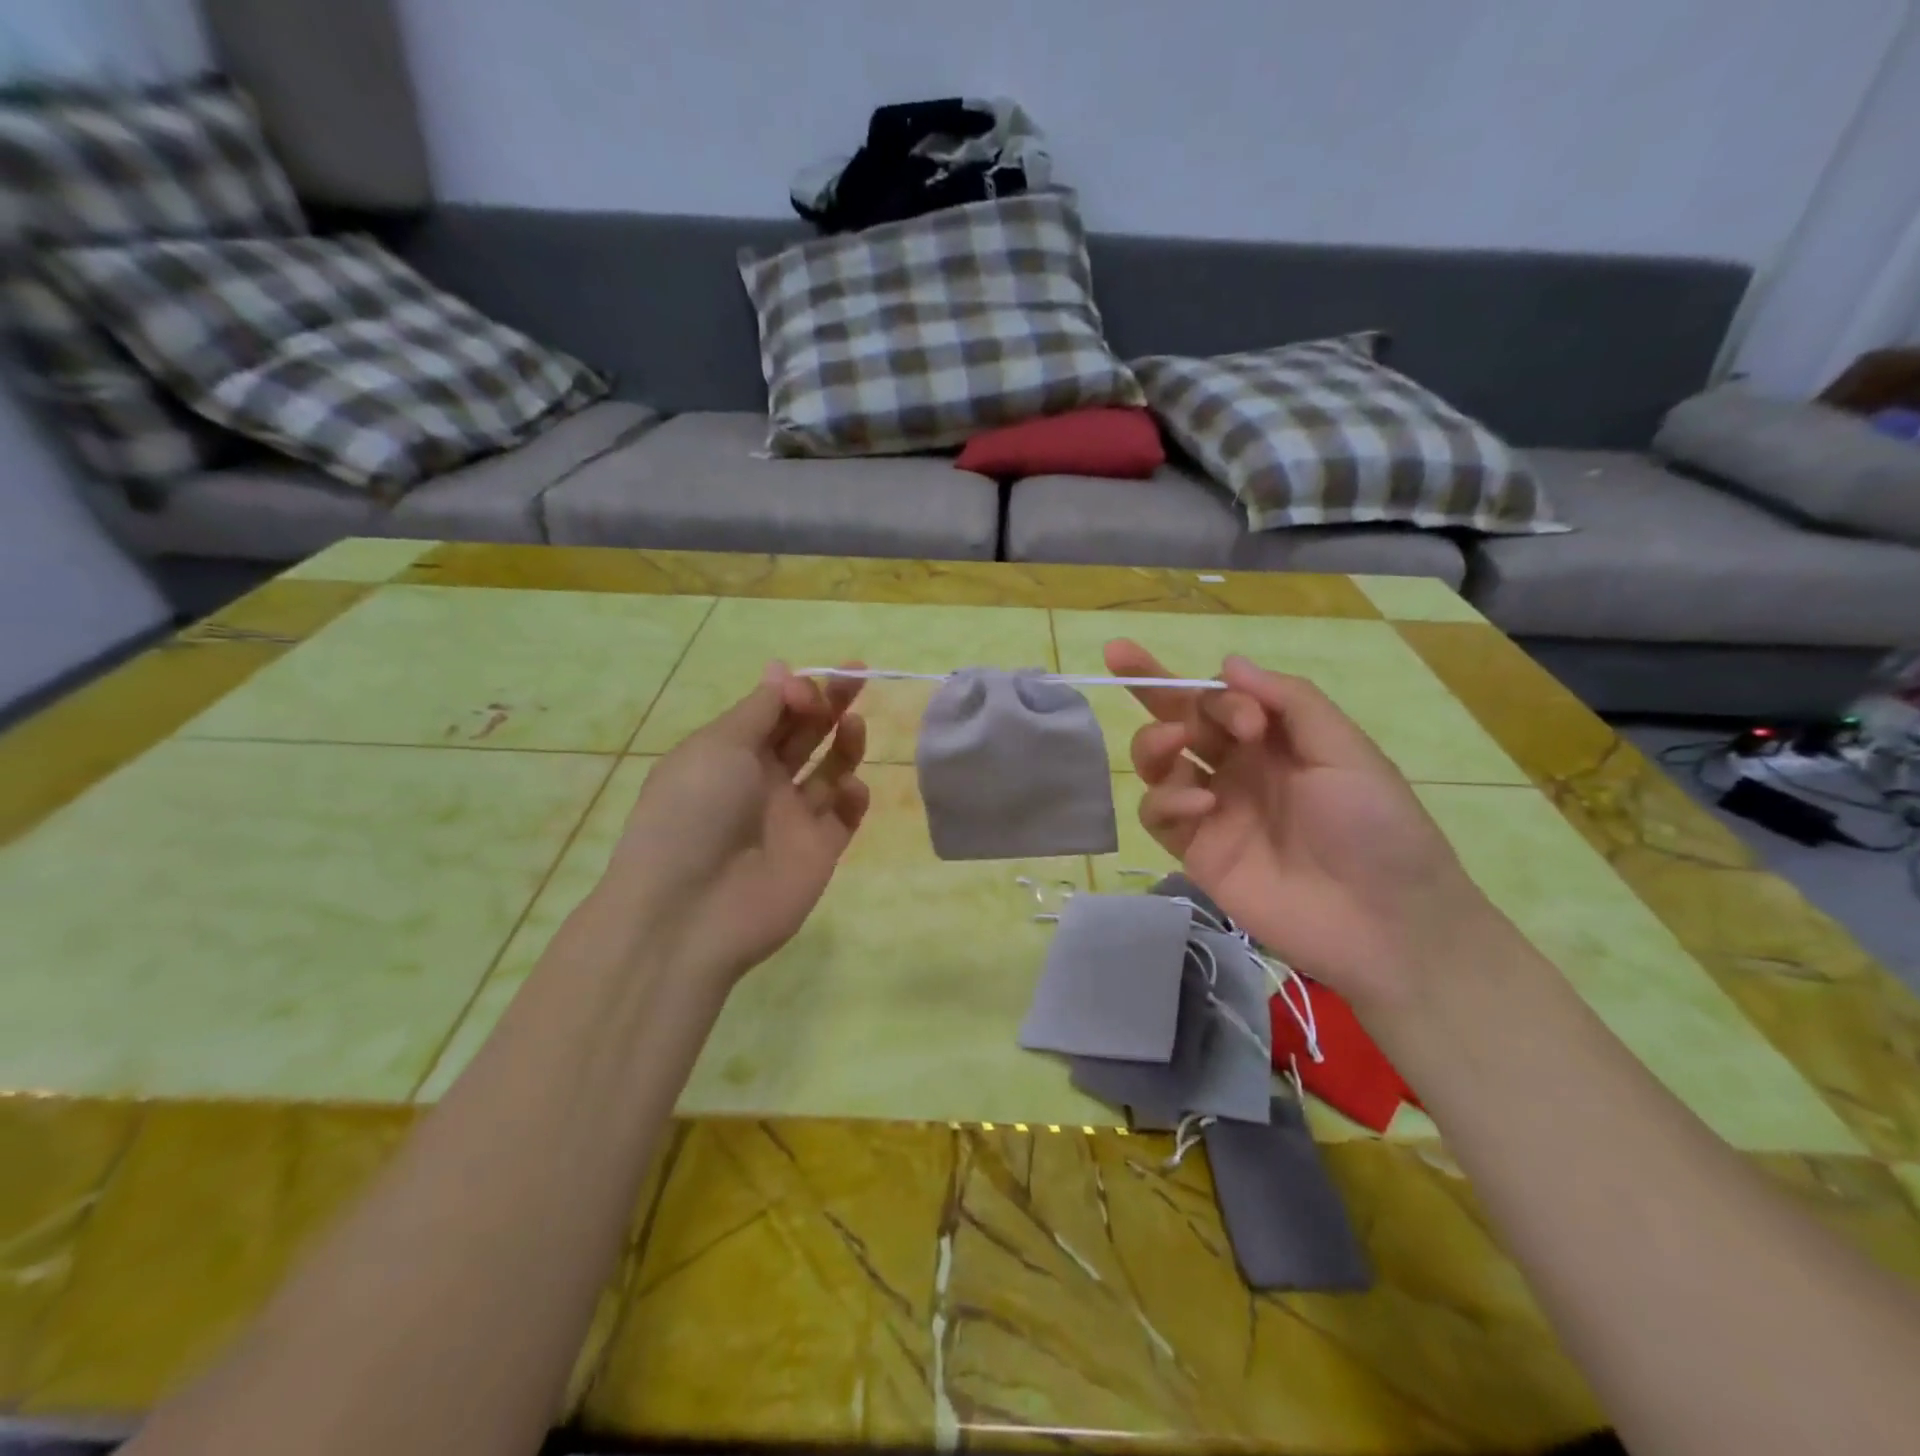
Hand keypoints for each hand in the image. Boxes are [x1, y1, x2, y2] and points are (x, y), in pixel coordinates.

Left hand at [598, 663, 870, 984]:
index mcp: (729, 752)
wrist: (691, 910)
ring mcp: (792, 818)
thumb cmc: (695, 811)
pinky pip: (844, 817)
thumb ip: (761, 708)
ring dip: (845, 743)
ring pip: (830, 771)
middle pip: (805, 733)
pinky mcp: (818, 851)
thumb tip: (780, 668)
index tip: (810, 686)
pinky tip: (850, 789)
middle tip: (858, 675)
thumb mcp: (719, 745)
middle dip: (830, 703)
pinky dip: (854, 797)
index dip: (797, 690)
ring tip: (854, 726)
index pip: (773, 710)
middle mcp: (761, 781)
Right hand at [1105, 639, 1495, 1011]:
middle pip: (1179, 720)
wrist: (1384, 923)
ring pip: (1158, 764)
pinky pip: (1159, 814)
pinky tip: (1199, 805)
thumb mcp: (1346, 752)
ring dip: (1153, 743)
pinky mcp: (1196, 851)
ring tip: (1172, 745)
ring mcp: (1213, 810)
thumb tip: (1226, 663)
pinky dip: (1166, 800)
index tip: (1245, 719)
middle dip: (1150, 685)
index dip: (1214, 692)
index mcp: (1273, 741)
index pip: (1220, 698)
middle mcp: (1237, 768)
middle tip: (1120, 655)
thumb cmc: (1377, 829)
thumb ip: (1289, 702)